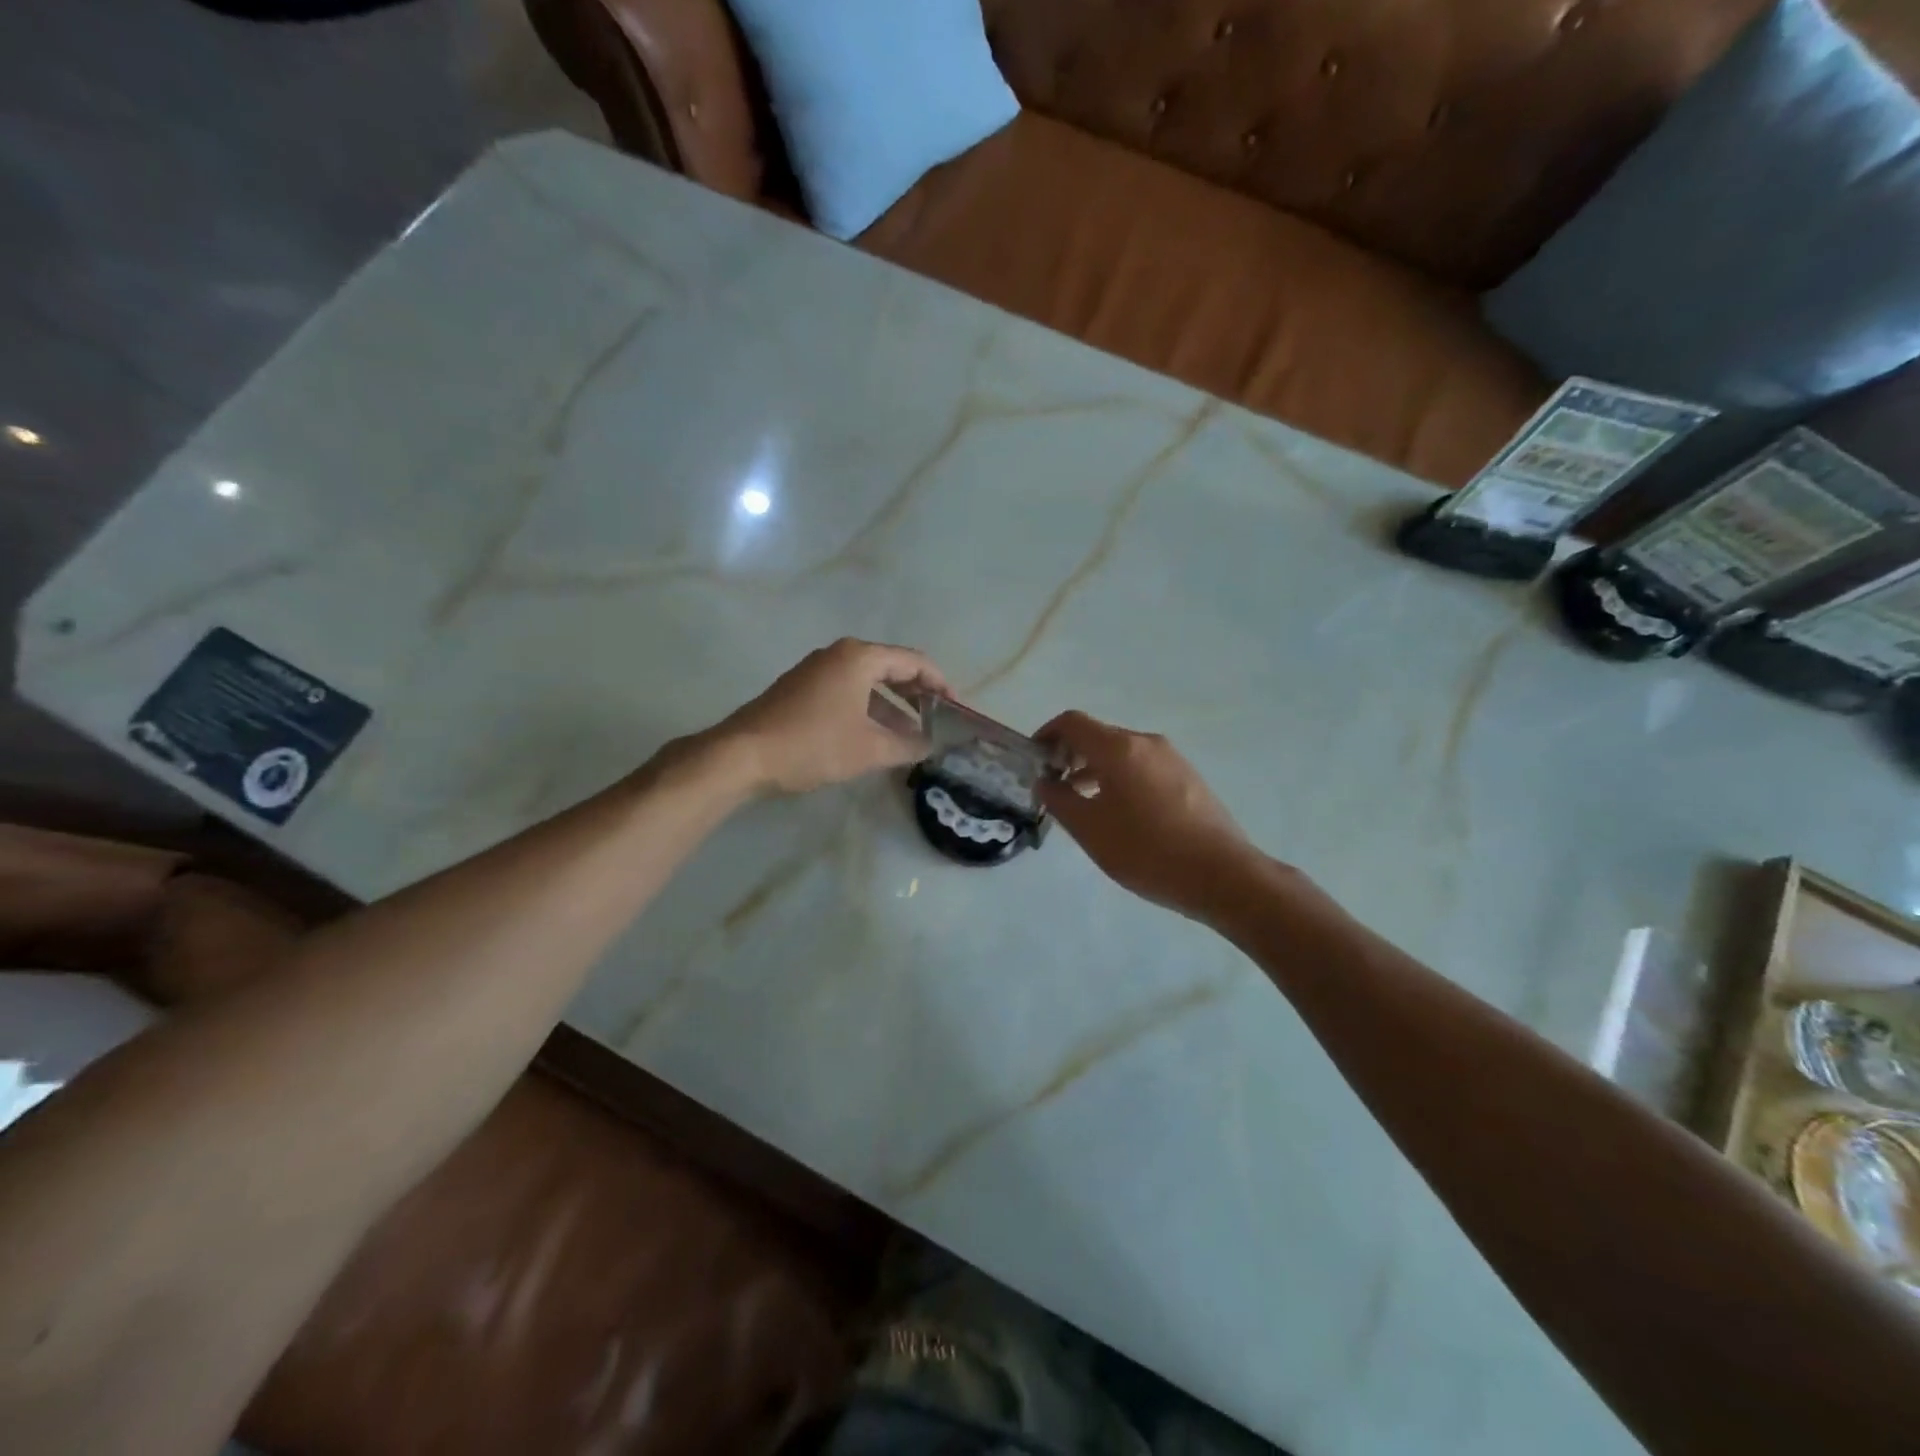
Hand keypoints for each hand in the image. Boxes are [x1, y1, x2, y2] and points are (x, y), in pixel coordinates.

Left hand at [720, 638, 948, 794]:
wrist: (743, 755)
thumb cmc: (813, 744)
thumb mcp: (869, 750)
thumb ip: (907, 746)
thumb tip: (930, 746)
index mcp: (859, 657)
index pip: (914, 662)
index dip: (940, 684)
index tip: (956, 709)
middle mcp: (839, 654)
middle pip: (891, 668)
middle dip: (917, 694)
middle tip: (938, 720)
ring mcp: (816, 670)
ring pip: (867, 682)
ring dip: (892, 706)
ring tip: (912, 734)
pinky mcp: (801, 688)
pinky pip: (847, 691)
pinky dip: (868, 709)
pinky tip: (875, 736)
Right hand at [1036, 711, 1261, 921]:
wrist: (1222, 875)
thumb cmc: (1147, 851)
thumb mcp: (1091, 830)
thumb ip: (1060, 800)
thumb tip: (1045, 782)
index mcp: (1120, 748)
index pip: (1073, 723)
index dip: (1046, 735)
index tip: (1033, 761)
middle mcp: (1147, 744)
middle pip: (1098, 737)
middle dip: (1070, 757)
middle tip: (1054, 790)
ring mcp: (1172, 759)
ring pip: (1121, 754)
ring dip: (1094, 771)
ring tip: (1082, 806)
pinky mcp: (1188, 778)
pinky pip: (1143, 768)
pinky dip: (1120, 780)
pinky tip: (1119, 815)